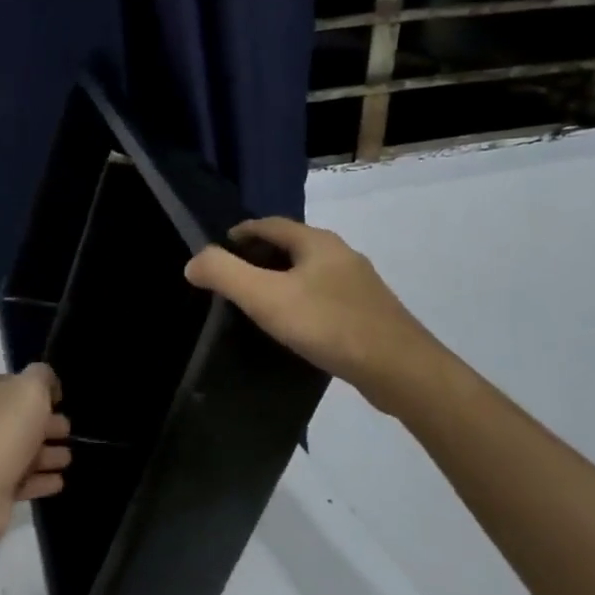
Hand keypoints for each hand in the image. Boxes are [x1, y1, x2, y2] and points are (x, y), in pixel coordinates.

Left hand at [0, 364, 71, 557]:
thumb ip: (42, 376)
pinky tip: (59, 482)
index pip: (12, 384)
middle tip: (68, 431)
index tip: (60, 400)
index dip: (38, 390)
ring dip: (46, 454)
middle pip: (18, 419)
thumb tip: (47, 383)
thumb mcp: (30, 388)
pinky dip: (40, 480)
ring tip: (68, 459)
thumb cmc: (3, 430)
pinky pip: (20, 480)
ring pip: (21, 450)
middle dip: (46, 424)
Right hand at [184, 218, 436, 392]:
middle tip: (232, 279)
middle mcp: (340, 253)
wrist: (400, 370)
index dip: (240, 233)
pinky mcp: (369, 312)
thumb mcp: (266, 298)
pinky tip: (296, 326)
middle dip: (260, 256)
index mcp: (317, 241)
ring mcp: (359, 283)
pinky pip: (325, 296)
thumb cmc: (328, 325)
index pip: (269, 224)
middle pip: (291, 245)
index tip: (217, 252)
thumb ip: (225, 275)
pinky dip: (302, 300)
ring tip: (259, 303)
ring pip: (309, 271)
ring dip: (282, 279)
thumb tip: (194, 262)